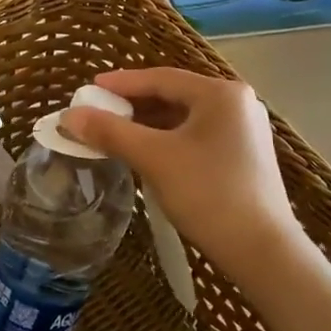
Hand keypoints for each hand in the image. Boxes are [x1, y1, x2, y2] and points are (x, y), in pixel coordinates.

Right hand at [60, 67, 302, 274]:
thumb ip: (111, 132)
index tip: (88, 89)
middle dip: (133, 105)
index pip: (161, 78)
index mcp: (221, 94)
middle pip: (173, 95)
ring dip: (148, 124)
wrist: (262, 251)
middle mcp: (237, 103)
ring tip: (114, 133)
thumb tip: (68, 116)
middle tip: (98, 112)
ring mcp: (243, 130)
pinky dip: (167, 140)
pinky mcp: (243, 155)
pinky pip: (196, 136)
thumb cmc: (208, 194)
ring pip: (184, 118)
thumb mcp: (155, 159)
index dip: (121, 83)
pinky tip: (145, 152)